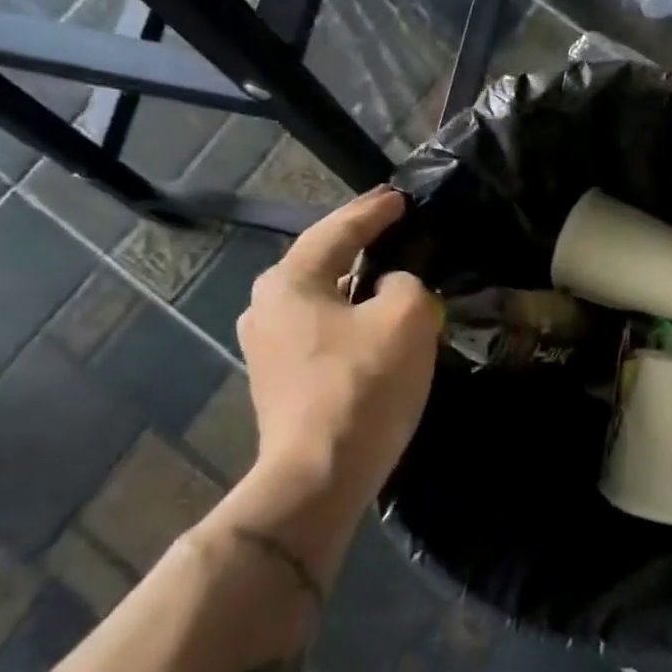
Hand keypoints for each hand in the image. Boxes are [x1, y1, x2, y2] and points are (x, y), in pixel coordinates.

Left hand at [237, 187, 441, 500]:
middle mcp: (265, 306)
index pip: (338, 230)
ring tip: (389, 278)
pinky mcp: (278, 380)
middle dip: (358, 246)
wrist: (321, 474)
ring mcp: (266, 347)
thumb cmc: (363, 384)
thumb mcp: (406, 317)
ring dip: (354, 287)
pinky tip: (372, 327)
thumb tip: (391, 289)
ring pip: (320, 300)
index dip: (374, 211)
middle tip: (395, 232)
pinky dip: (348, 319)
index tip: (401, 197)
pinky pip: (320, 331)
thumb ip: (407, 283)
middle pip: (321, 262)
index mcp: (289, 281)